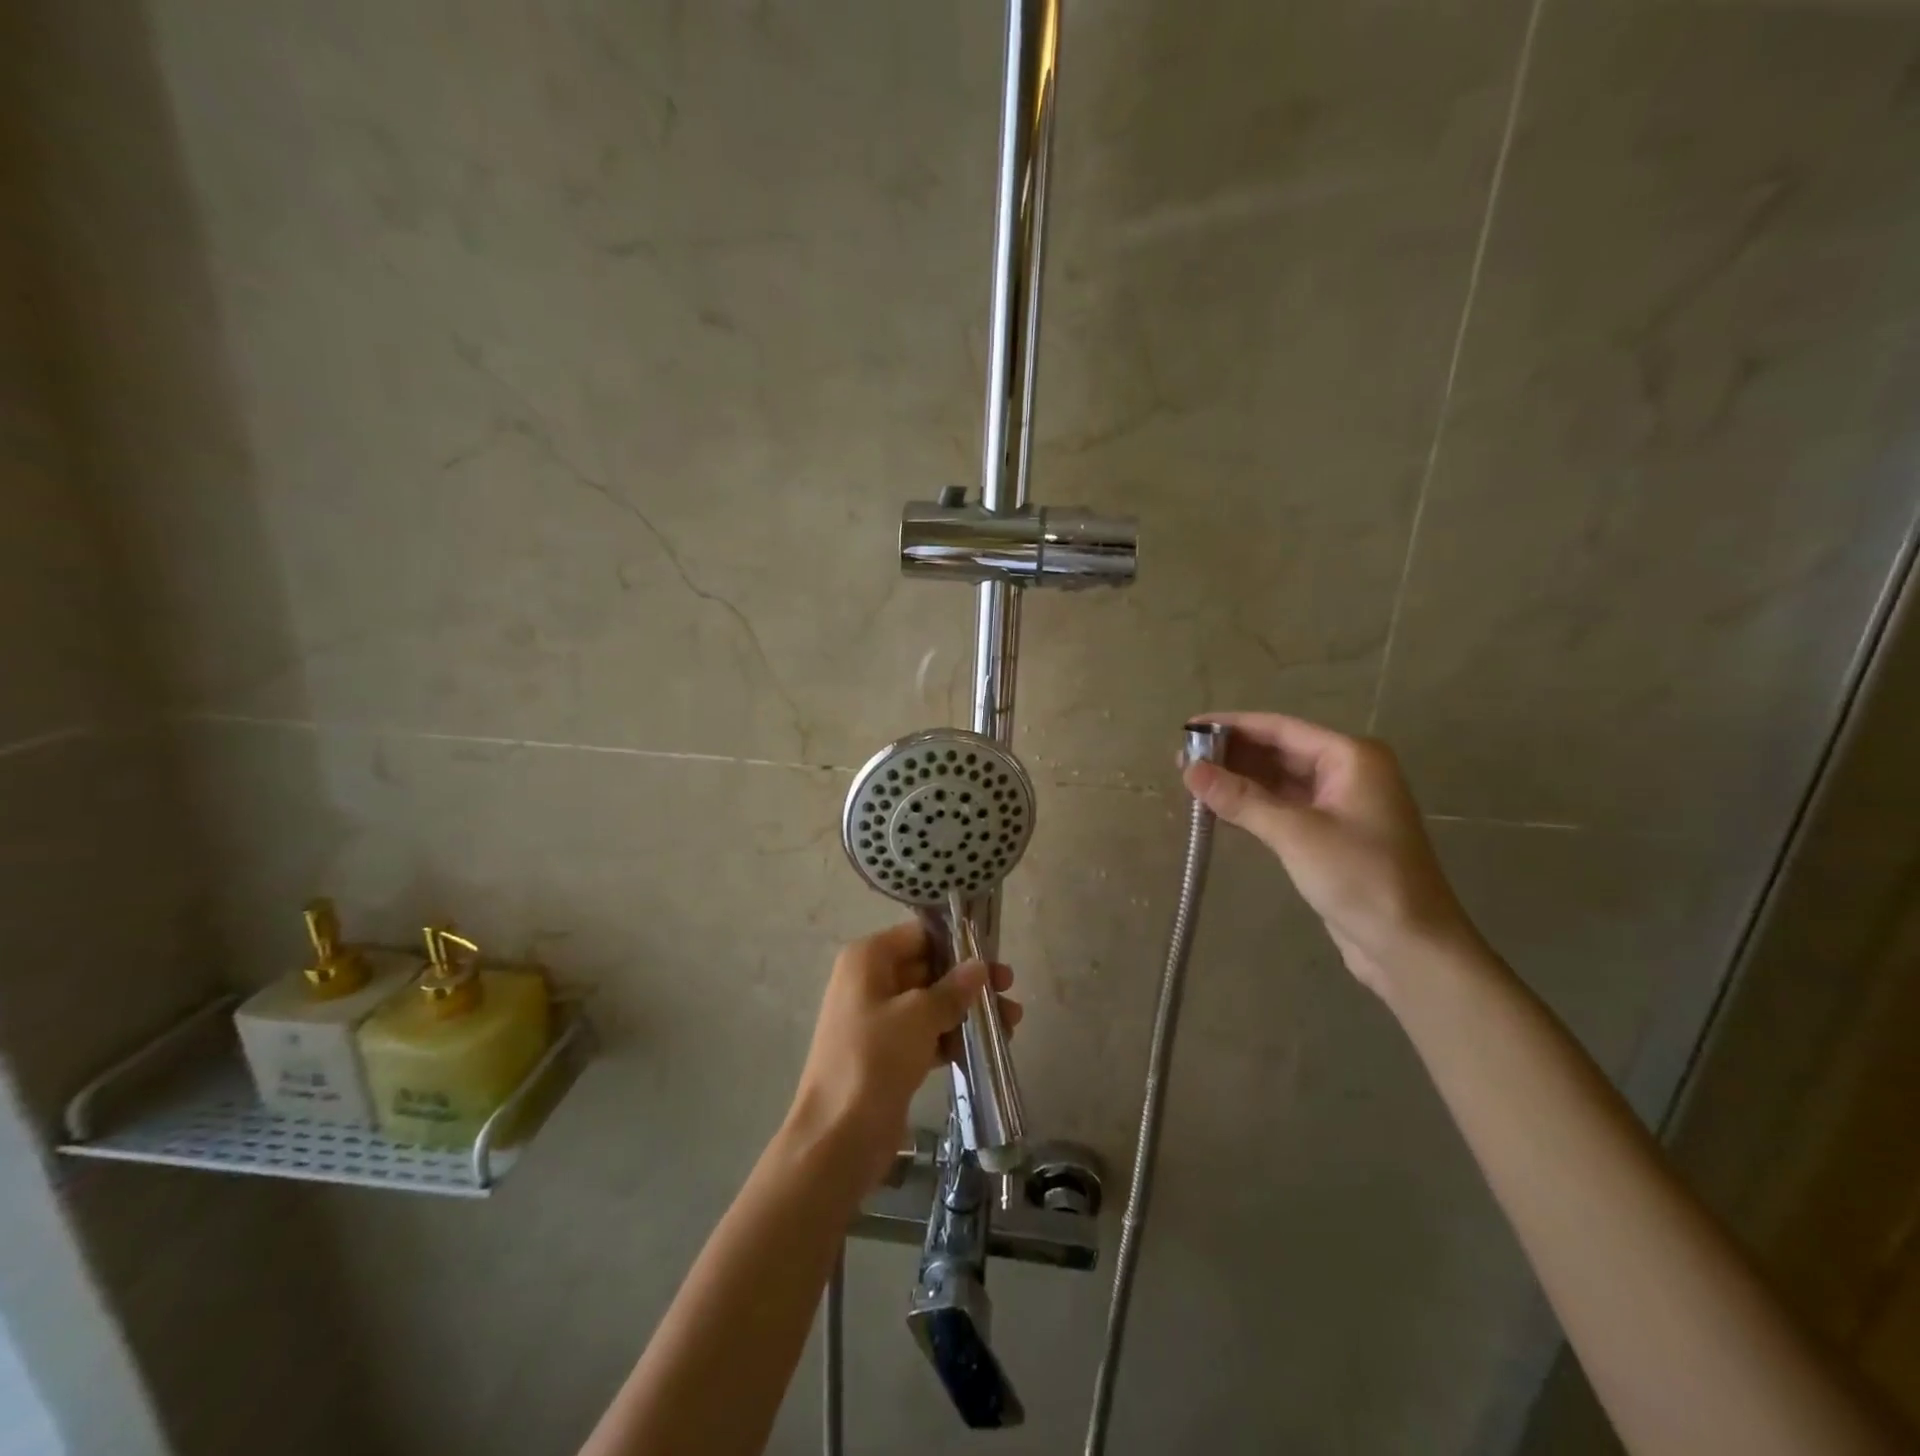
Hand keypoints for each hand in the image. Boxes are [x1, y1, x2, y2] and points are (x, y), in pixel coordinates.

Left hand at [787, 922, 1020, 1189]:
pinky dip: (953, 1038)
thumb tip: (979, 967)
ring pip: (931, 1003)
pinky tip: (987, 1049)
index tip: (992, 956)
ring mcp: (879, 1020)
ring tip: (1011, 1023)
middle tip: (1010, 989)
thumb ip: (953, 989)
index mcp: (868, 959)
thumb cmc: (874, 1060)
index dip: (956, 943)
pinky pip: (927, 1034)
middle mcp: (871, 981)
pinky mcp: (888, 1054)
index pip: (919, 935)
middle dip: (968, 981)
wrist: (837, 1138)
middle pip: (928, 968)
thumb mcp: (918, 1016)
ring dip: (968, 1011)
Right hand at [1182, 712, 1480, 995]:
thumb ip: (1240, 799)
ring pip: (1278, 780)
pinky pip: (1283, 806)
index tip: (1187, 729)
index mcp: (1351, 757)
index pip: (1280, 728)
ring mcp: (1340, 805)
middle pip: (1279, 751)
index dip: (1231, 726)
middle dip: (1232, 754)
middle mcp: (1348, 772)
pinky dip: (1252, 805)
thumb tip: (1189, 770)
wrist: (1411, 947)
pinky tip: (1219, 807)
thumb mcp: (1295, 834)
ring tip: (1192, 781)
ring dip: (1238, 781)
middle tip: (1181, 760)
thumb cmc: (1361, 878)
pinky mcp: (1330, 835)